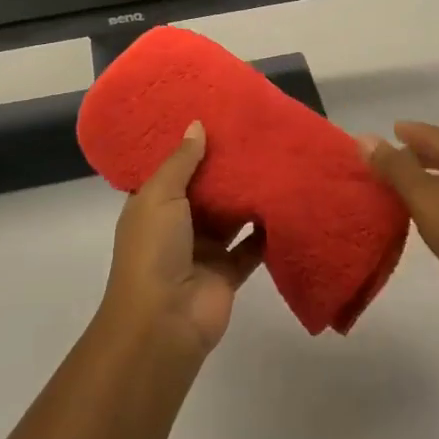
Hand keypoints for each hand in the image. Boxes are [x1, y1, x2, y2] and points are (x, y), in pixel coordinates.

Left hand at [101, 122, 265, 358]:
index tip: (214, 117)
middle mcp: (177, 225)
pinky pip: (252, 246)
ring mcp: (204, 250)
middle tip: (254, 133)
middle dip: (225, 168)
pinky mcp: (229, 271)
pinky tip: (286, 201)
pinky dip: (267, 229)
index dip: (190, 148)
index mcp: (152, 206)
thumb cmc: (153, 250)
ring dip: (248, 196)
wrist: (164, 321)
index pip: (172, 170)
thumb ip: (182, 162)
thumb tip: (197, 124)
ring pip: (230, 216)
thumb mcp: (160, 196)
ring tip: (275, 160)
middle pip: (205, 191)